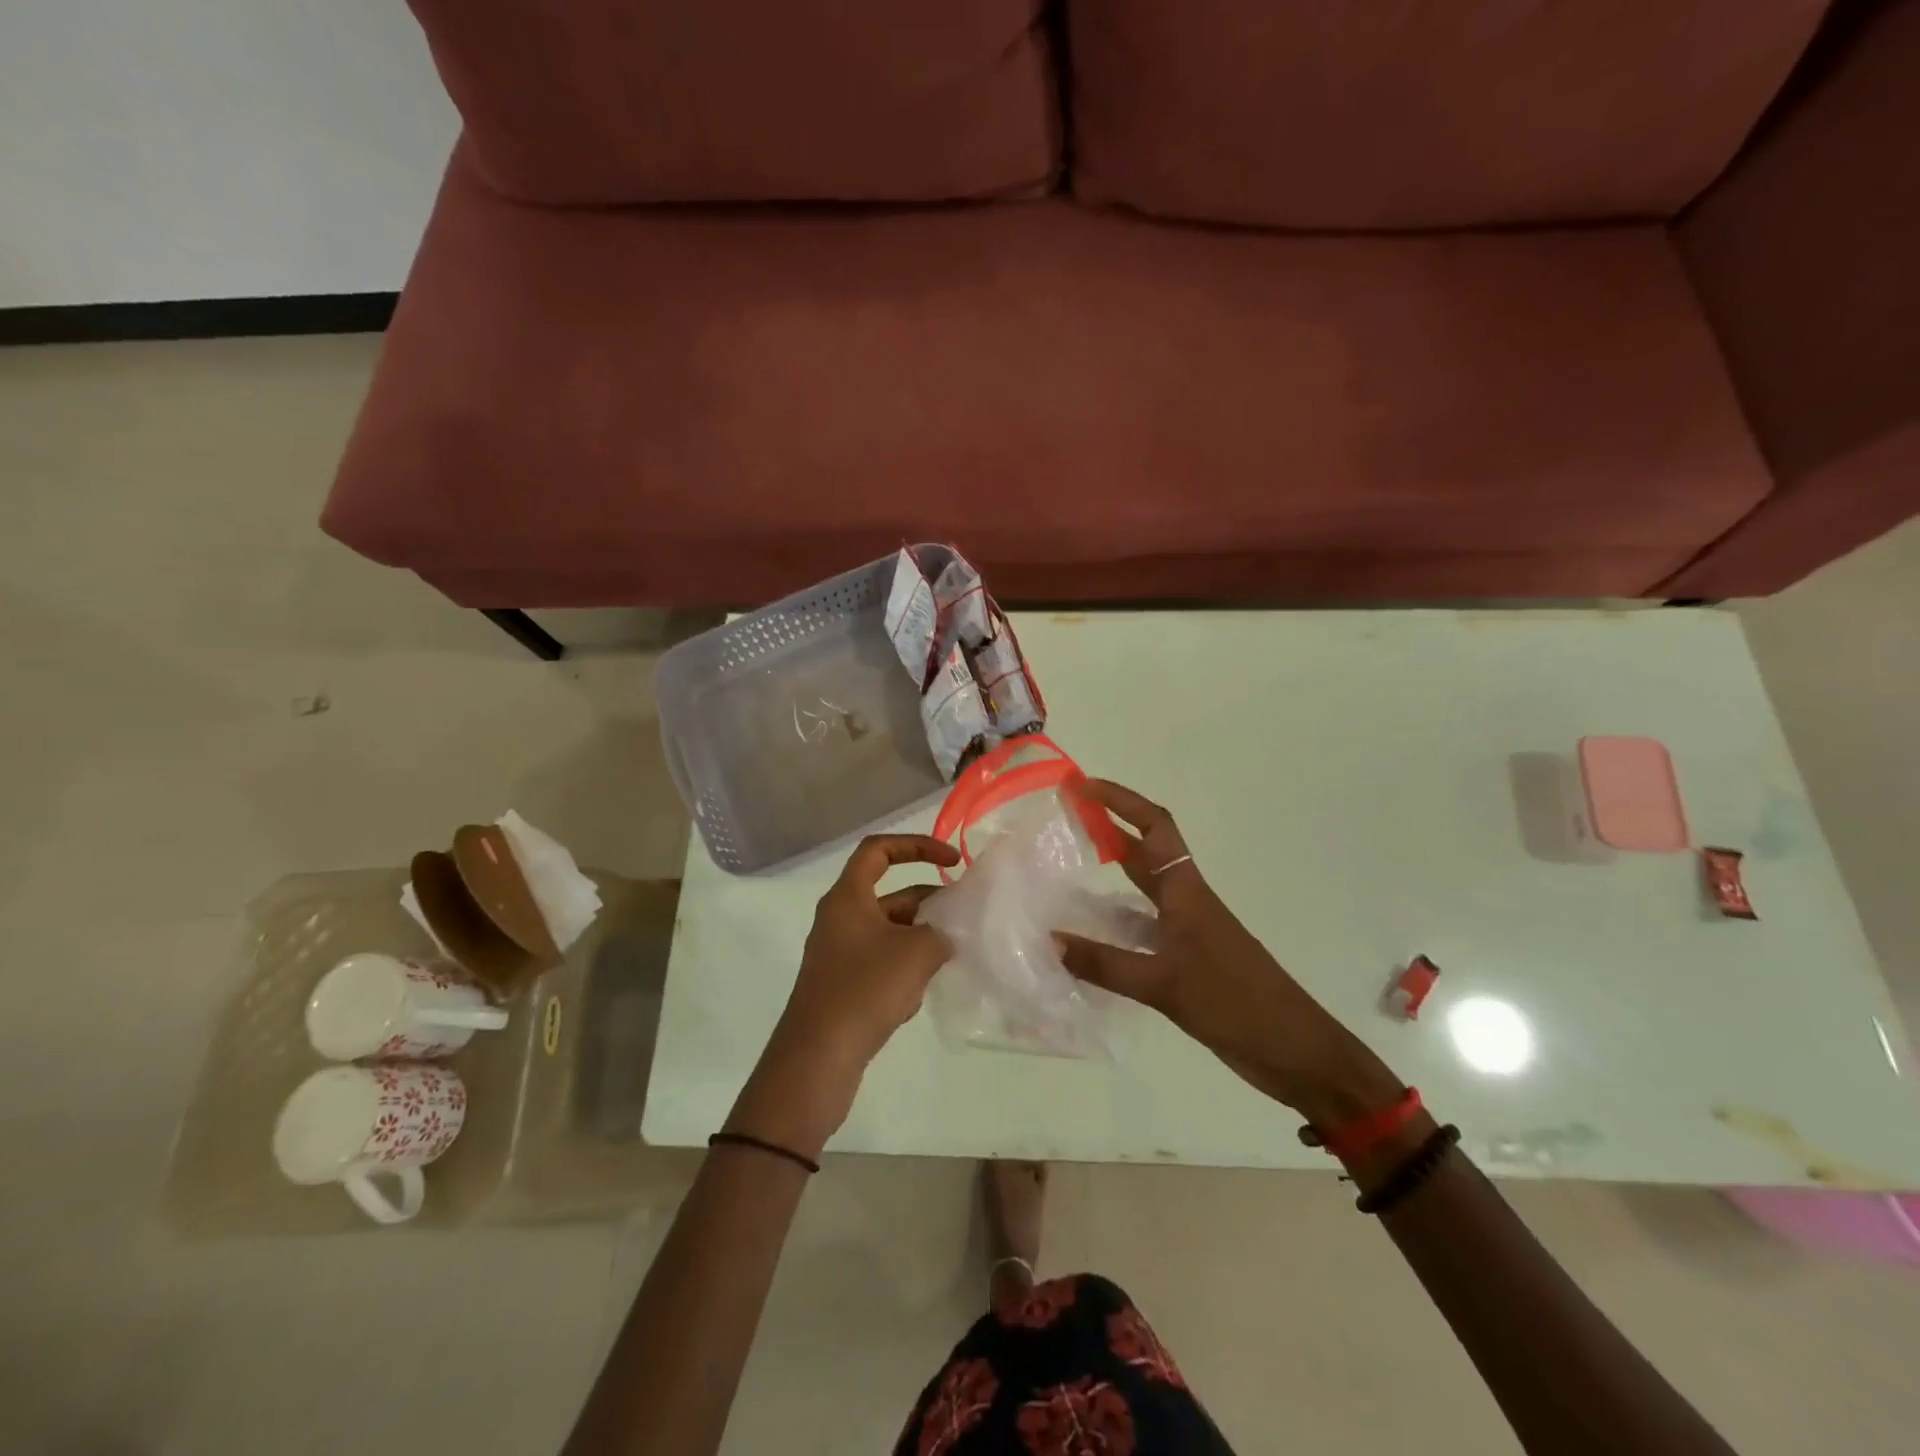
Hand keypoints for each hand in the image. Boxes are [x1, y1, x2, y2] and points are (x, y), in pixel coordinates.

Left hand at [729, 834, 959, 1157]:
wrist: (819, 1057)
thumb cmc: (865, 989)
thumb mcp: (916, 952)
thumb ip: (941, 932)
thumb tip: (945, 935)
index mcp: (848, 897)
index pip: (879, 850)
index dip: (917, 846)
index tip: (952, 861)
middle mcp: (840, 918)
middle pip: (890, 894)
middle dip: (929, 901)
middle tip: (963, 916)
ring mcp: (839, 953)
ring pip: (889, 931)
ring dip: (921, 937)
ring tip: (952, 954)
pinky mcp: (843, 985)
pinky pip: (881, 961)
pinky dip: (906, 966)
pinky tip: (923, 990)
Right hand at [1059, 781, 1402, 1129]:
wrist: (1296, 1051)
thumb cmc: (1237, 1004)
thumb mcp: (1166, 985)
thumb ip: (1106, 964)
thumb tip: (1049, 940)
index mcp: (1187, 892)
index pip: (1154, 827)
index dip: (1120, 800)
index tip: (1082, 787)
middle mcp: (1186, 903)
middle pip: (1145, 852)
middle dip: (1108, 829)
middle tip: (1064, 820)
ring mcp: (1188, 933)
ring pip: (1142, 891)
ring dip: (1109, 876)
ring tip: (1066, 876)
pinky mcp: (1187, 962)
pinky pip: (1142, 930)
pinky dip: (1114, 926)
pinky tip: (1088, 941)